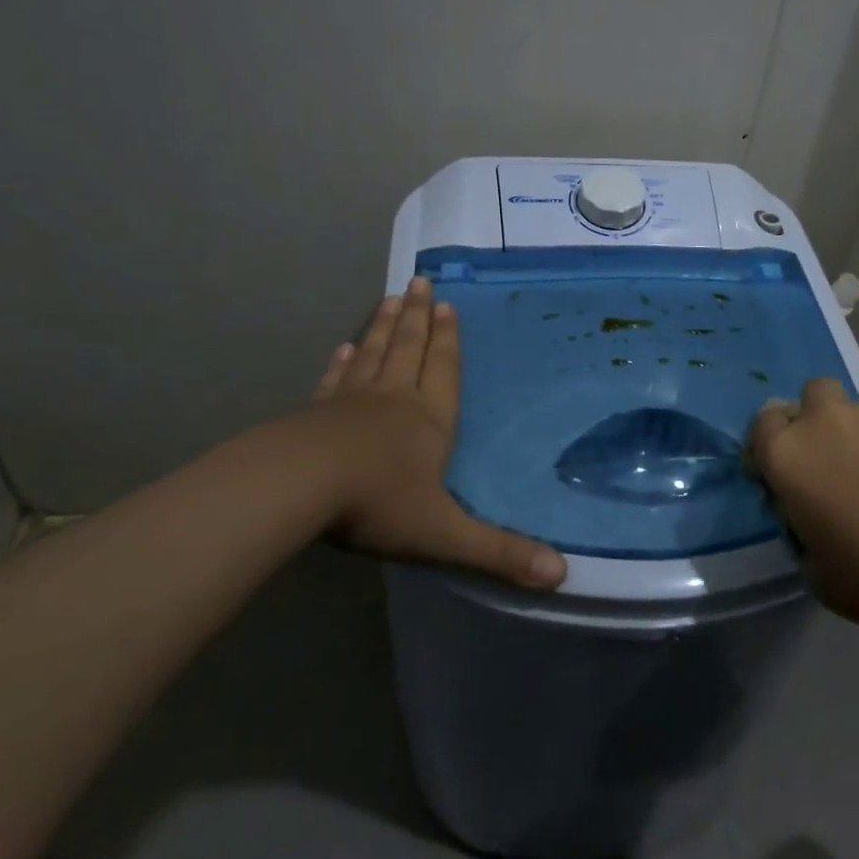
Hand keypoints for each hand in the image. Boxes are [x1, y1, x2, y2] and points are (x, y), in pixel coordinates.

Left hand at [245, 278, 565, 589]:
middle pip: (409, 348)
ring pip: (374, 354)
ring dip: (384, 326)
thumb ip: (499, 553)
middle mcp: (393, 400)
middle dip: (418, 316)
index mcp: (428, 421)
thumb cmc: (377, 504)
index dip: (448, 340)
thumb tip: (561, 576)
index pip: (444, 371)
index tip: (447, 305)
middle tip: (420, 281)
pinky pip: (336, 379)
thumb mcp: (444, 535)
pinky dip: (343, 361)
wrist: (297, 488)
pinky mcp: (315, 413)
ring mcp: (351, 402)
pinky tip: (344, 348)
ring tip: (391, 298)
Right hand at [748, 380, 858, 638]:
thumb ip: (802, 534)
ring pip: (855, 410)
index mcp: (788, 455)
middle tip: (830, 465)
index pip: (762, 426)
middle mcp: (825, 421)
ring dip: (857, 434)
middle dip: (814, 422)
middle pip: (809, 396)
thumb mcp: (820, 575)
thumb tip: (811, 517)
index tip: (784, 481)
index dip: (770, 450)